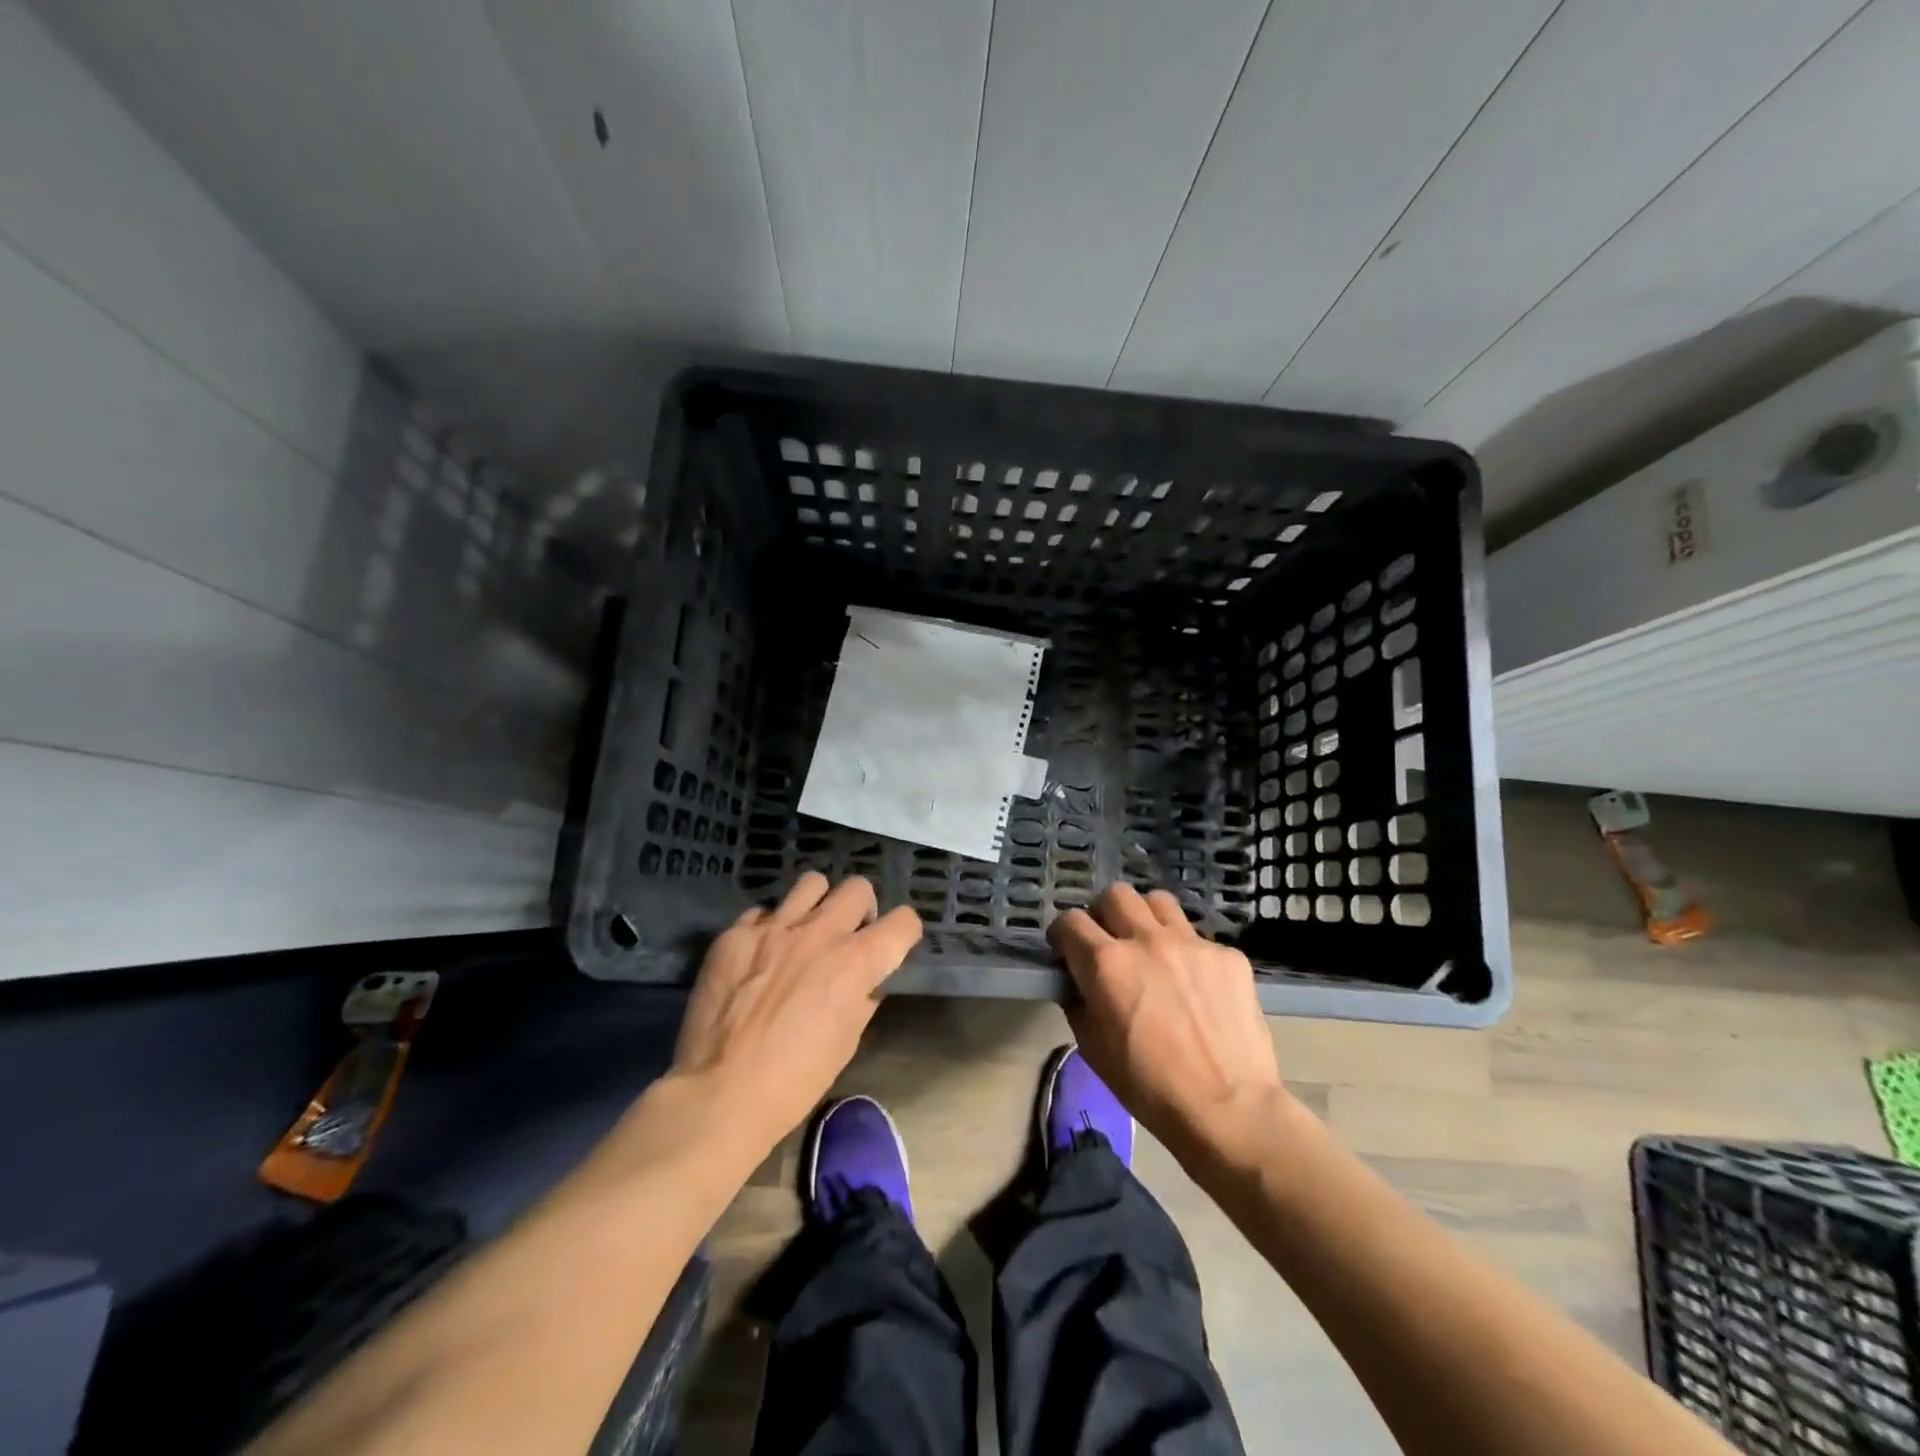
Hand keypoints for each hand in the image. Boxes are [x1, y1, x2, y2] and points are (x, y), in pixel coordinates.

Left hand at [672, 873, 920, 1154]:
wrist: (722, 1092)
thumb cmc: (796, 1079)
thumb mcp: (848, 1040)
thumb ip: (863, 998)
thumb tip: (865, 982)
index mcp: (856, 961)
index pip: (904, 921)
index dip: (904, 933)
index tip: (894, 945)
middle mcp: (820, 932)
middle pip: (858, 888)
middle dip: (862, 909)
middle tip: (848, 935)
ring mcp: (774, 928)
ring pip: (811, 883)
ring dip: (817, 904)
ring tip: (805, 930)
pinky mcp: (735, 934)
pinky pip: (762, 912)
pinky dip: (769, 928)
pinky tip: (761, 954)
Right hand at [1049, 883, 1286, 1161]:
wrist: (1229, 1110)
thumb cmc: (1149, 1088)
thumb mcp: (1093, 1050)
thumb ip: (1077, 1002)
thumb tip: (1077, 981)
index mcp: (1105, 964)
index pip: (1070, 921)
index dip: (1064, 935)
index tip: (1068, 950)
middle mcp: (1145, 940)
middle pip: (1115, 894)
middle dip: (1105, 914)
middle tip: (1111, 942)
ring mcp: (1191, 943)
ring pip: (1158, 902)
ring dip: (1147, 919)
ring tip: (1153, 948)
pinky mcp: (1227, 955)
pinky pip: (1199, 938)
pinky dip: (1189, 954)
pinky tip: (1197, 986)